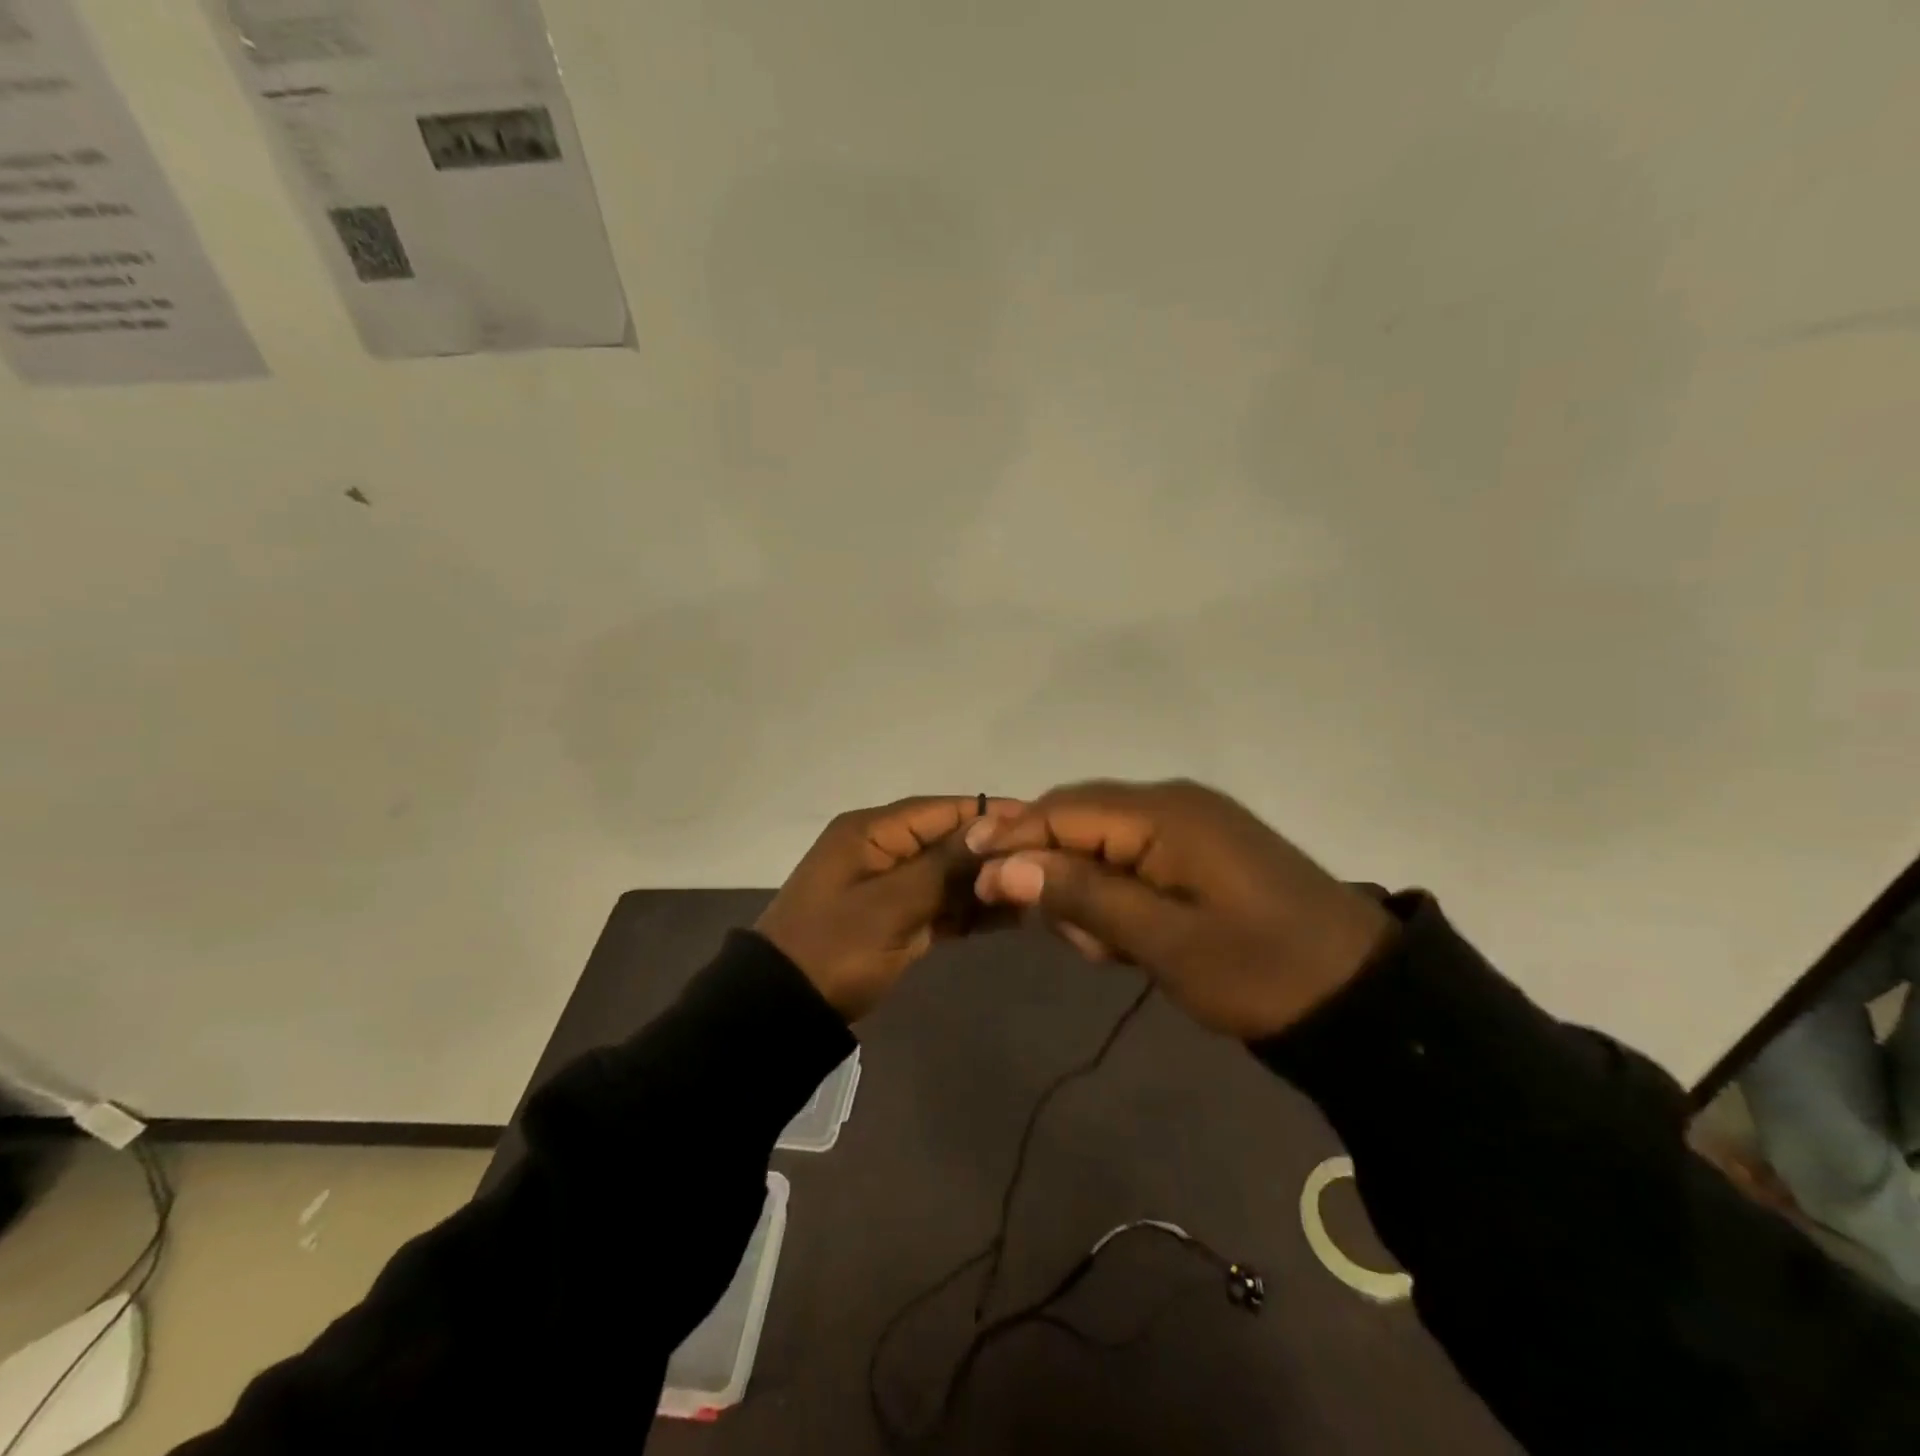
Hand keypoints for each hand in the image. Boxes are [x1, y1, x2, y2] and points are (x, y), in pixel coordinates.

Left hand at [757, 795, 1019, 1020]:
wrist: (785, 1008)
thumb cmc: (834, 948)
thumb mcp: (889, 906)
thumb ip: (943, 867)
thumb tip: (992, 828)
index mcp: (871, 832)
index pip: (940, 811)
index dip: (988, 814)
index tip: (1037, 821)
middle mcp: (882, 849)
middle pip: (947, 841)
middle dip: (993, 853)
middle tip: (1047, 864)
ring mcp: (889, 885)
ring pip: (948, 875)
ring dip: (986, 884)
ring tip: (1038, 893)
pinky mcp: (896, 917)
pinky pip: (940, 905)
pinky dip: (970, 911)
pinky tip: (1012, 916)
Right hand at [968, 779, 1394, 1039]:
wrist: (1361, 996)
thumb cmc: (1259, 970)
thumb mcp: (1163, 941)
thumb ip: (1082, 896)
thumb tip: (1005, 866)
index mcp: (1164, 813)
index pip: (1063, 809)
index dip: (1013, 839)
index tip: (975, 878)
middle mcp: (1172, 803)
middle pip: (1079, 818)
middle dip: (1053, 871)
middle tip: (1064, 935)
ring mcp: (1190, 824)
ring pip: (1103, 842)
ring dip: (1087, 891)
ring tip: (1111, 951)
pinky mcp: (1201, 850)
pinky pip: (1134, 857)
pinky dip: (1117, 894)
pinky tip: (1131, 940)